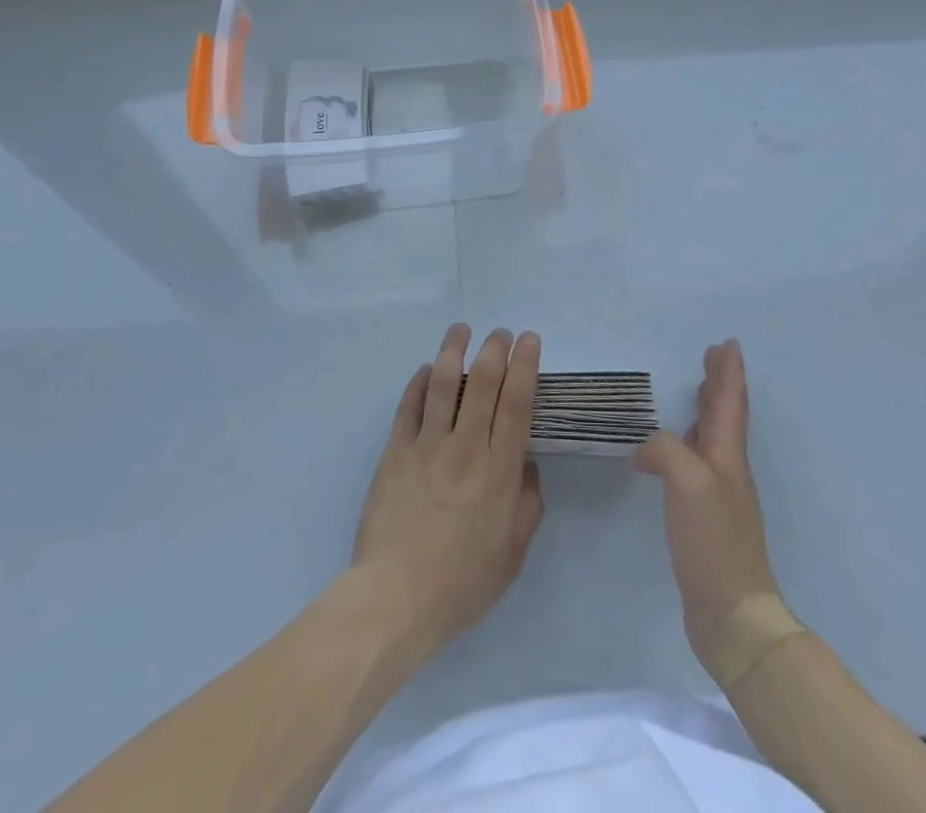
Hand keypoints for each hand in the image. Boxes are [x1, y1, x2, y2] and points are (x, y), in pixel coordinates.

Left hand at [352, 324, 545, 656]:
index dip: (526, 365)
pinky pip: (408, 407)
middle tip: (500, 332)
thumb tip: (525, 464)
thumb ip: (527, 503)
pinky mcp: (396, 452)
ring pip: (442, 384)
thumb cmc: (462, 582)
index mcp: (499, 471)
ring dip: (454, 350)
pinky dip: (417, 383)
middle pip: (483, 383)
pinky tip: (424, 369)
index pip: (517, 403)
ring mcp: (427, 446)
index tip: (530, 340)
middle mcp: (466, 448)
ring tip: (461, 329)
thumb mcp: (513, 552)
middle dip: (495, 349)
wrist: (397, 597)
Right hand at [634, 339, 784, 679]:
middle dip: (719, 383)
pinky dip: (686, 442)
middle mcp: (727, 470)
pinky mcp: (703, 517)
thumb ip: (665, 450)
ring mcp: (717, 494)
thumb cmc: (714, 541)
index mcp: (728, 456)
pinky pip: (694, 462)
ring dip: (706, 409)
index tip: (727, 343)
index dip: (729, 372)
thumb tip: (644, 452)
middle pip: (724, 415)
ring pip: (711, 437)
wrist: (731, 613)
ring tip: (695, 390)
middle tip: (711, 356)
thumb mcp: (688, 482)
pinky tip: (669, 451)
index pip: (730, 402)